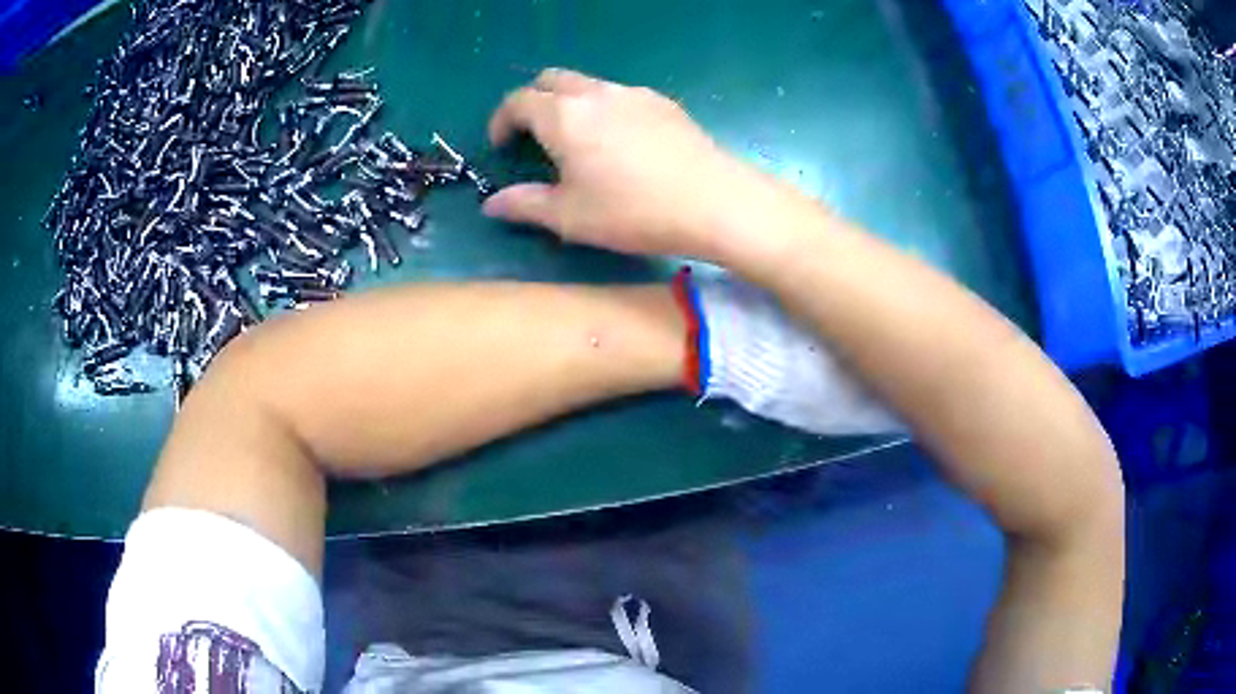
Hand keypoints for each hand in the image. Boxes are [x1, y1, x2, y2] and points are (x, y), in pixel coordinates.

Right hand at [484, 69, 763, 258]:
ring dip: (569, 102)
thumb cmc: (633, 211)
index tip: (501, 145)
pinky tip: (620, 142)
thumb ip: (525, 205)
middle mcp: (596, 93)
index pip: (518, 101)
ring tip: (577, 140)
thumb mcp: (570, 217)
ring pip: (588, 83)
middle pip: (551, 79)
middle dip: (533, 100)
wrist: (714, 200)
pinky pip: (620, 94)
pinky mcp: (663, 102)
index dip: (501, 120)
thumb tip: (491, 204)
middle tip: (533, 135)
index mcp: (564, 115)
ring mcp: (633, 93)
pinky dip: (603, 108)